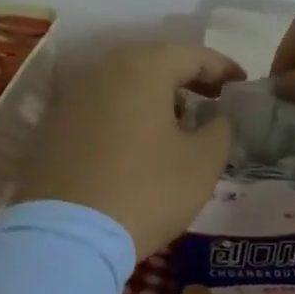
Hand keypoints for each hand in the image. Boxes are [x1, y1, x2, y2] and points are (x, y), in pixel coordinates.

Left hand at [11, 43, 244, 259]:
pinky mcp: (51, 124)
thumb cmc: (144, 191)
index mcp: (143, 67)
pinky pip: (98, 107)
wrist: (63, 238)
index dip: (223, 69)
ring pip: (124, 83)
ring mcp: (71, 95)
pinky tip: (135, 144)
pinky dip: (123, 115)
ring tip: (177, 123)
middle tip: (213, 101)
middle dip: (187, 80)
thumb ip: (220, 129)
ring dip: (154, 97)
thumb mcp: (202, 163)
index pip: (193, 55)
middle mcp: (103, 68)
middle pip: (155, 63)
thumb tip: (217, 117)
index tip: (243, 85)